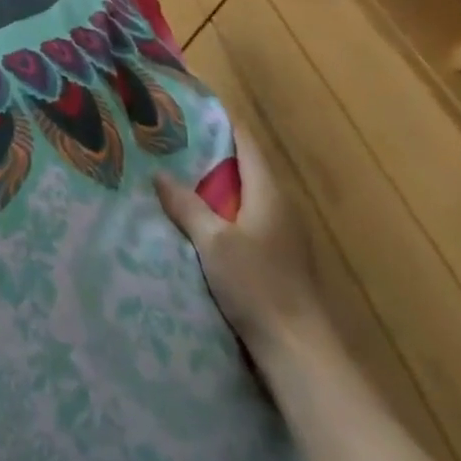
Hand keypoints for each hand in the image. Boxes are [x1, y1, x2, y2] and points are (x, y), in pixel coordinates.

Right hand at [155, 130, 322, 352]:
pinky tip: (199, 221)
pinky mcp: (279, 260)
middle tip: (172, 141)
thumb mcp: (214, 243)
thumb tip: (160, 174)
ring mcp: (283, 235)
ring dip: (216, 186)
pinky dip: (224, 212)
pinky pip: (247, 220)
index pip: (245, 141)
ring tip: (177, 176)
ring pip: (245, 196)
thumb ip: (187, 206)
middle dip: (211, 153)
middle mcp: (280, 206)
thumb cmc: (258, 286)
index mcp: (268, 192)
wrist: (300, 352)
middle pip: (244, 167)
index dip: (221, 121)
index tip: (191, 107)